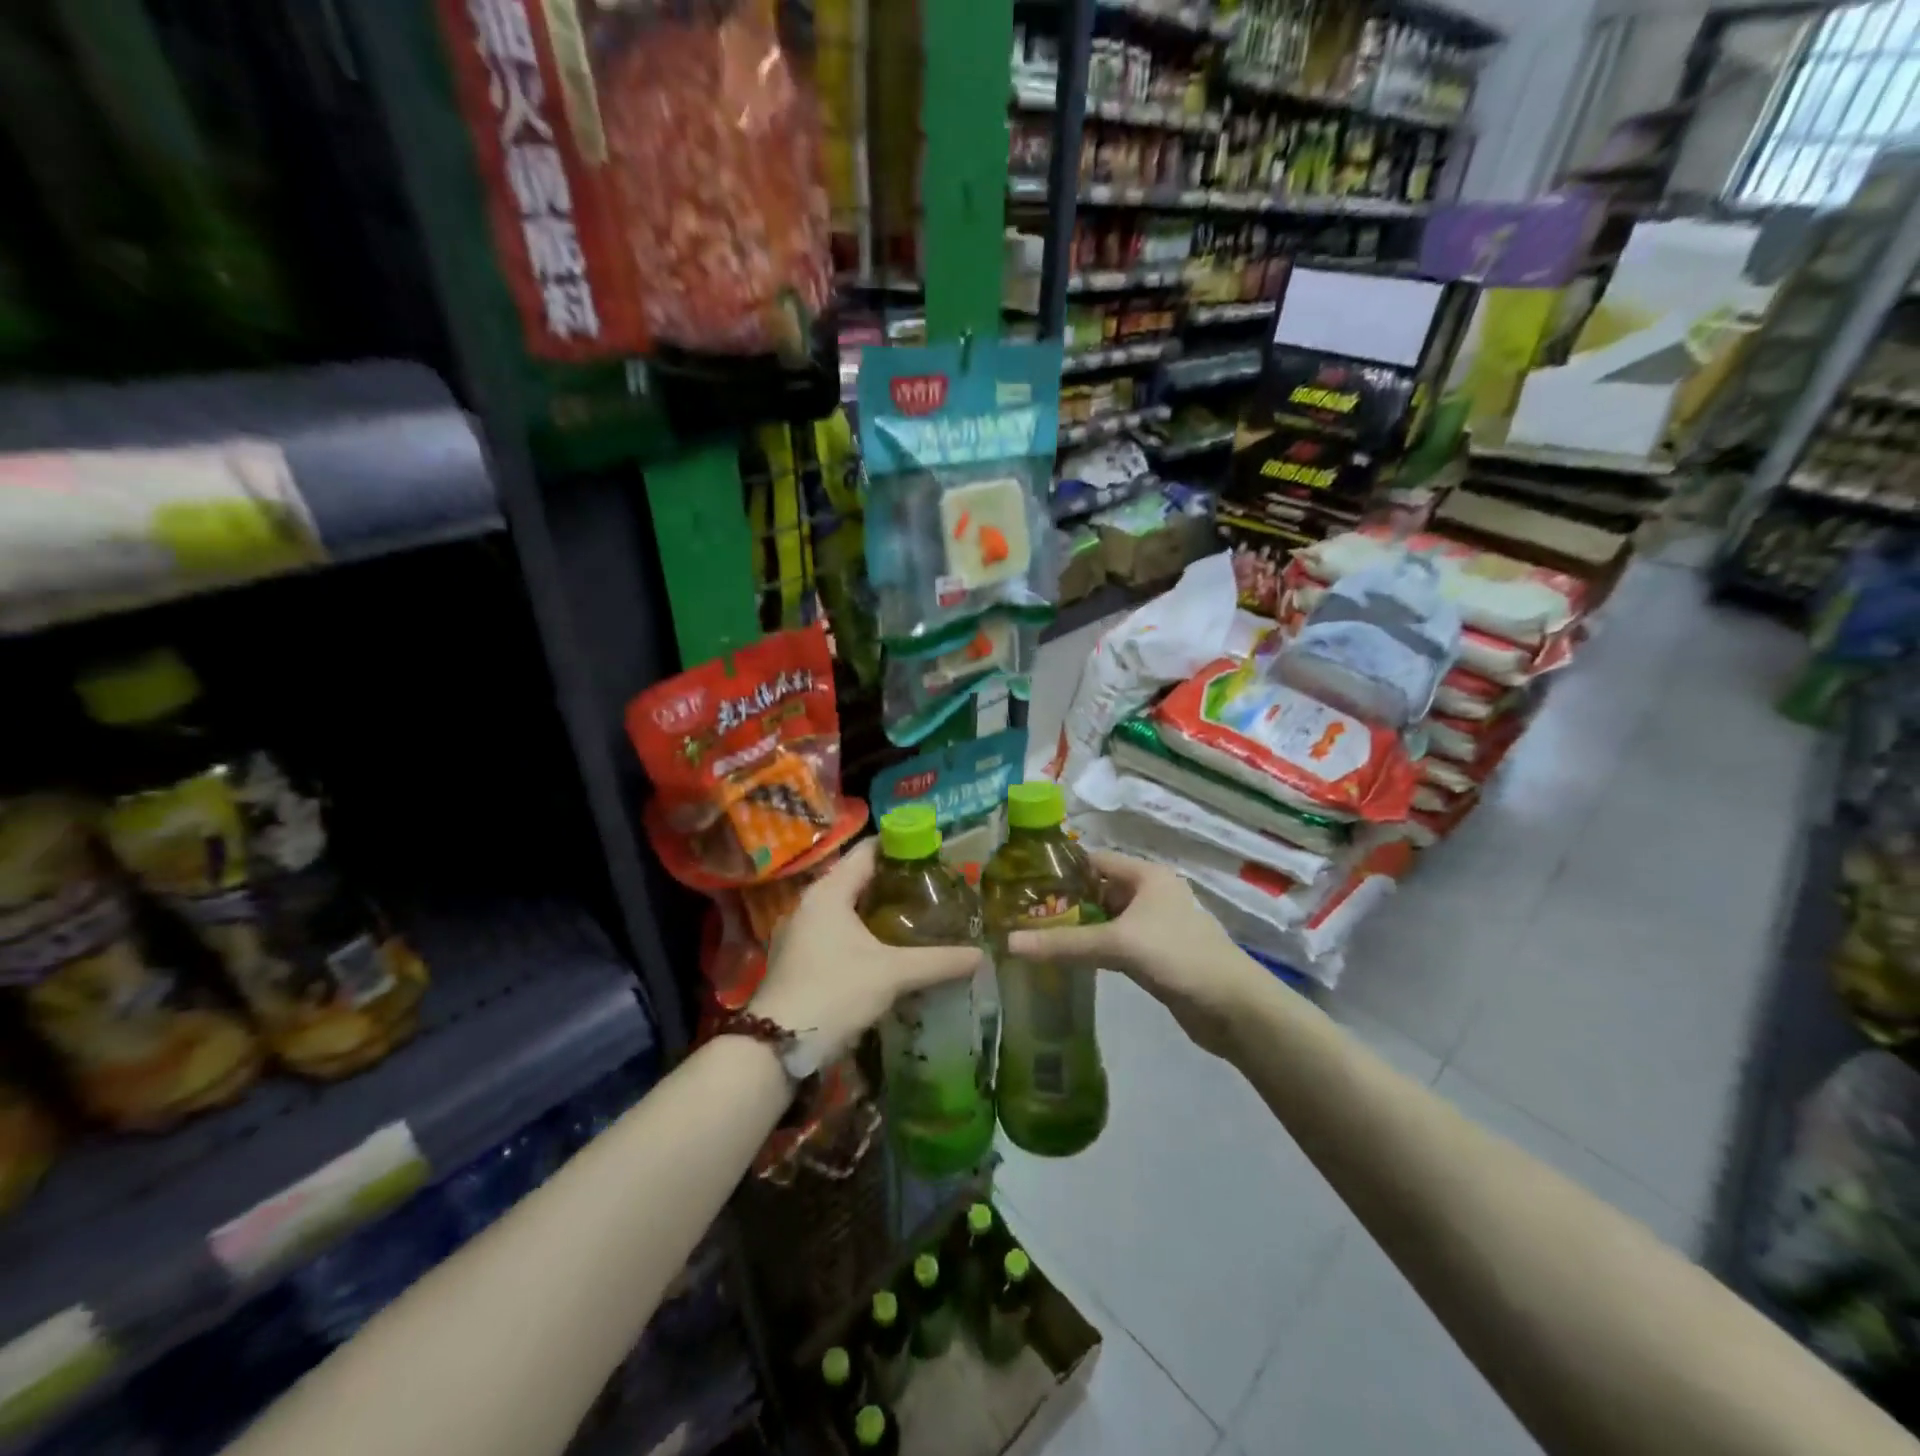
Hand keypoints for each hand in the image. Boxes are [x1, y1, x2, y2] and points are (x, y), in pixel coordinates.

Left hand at [751, 839, 982, 1062]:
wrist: (777, 1046)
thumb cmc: (834, 993)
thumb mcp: (892, 974)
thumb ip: (938, 961)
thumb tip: (981, 955)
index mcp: (829, 891)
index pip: (868, 851)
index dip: (901, 845)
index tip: (934, 849)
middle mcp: (810, 903)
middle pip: (858, 878)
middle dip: (894, 880)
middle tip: (934, 884)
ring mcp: (800, 931)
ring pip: (846, 907)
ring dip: (877, 909)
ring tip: (917, 913)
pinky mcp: (798, 957)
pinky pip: (837, 930)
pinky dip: (862, 931)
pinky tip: (887, 947)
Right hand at [1007, 850, 1267, 1056]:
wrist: (1234, 1009)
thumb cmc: (1179, 957)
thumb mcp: (1119, 945)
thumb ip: (1064, 943)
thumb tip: (1008, 943)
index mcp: (1147, 875)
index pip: (1093, 860)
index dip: (1060, 869)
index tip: (1022, 882)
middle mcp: (1150, 894)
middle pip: (1098, 890)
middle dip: (1064, 901)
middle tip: (1021, 913)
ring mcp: (1154, 926)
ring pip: (1106, 919)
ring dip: (1077, 927)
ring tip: (1034, 935)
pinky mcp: (1155, 955)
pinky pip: (1115, 943)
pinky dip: (1093, 948)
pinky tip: (1066, 959)